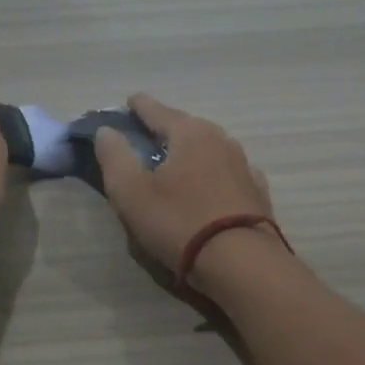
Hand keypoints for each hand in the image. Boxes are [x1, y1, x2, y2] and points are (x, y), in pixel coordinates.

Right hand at [94, 94, 277, 277]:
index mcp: (188, 133)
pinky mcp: (258, 192)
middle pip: (186, 126)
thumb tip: (107, 132)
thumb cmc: (179, 222)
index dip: (139, 106)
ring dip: (192, 151)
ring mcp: (244, 165)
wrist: (241, 262)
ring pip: (210, 148)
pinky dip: (213, 172)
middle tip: (148, 137)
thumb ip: (114, 157)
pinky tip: (210, 183)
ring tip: (177, 162)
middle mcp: (220, 139)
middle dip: (166, 128)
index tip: (129, 102)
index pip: (157, 110)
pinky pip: (228, 172)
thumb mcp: (131, 193)